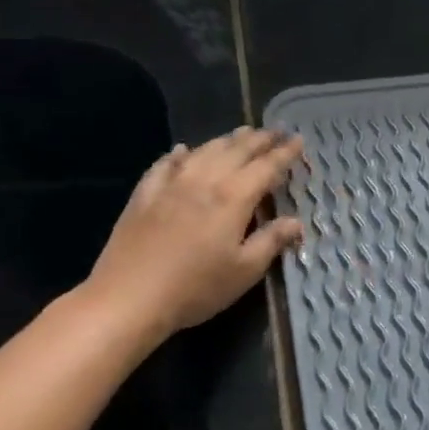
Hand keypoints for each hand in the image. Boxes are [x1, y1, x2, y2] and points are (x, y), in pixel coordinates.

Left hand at [87, 127, 303, 338]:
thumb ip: (271, 241)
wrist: (129, 297)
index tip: (299, 140)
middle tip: (276, 131)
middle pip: (236, 151)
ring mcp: (170, 185)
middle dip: (259, 139)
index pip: (266, 167)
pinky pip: (165, 165)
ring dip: (226, 140)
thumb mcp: (244, 271)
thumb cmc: (196, 288)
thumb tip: (296, 222)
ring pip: (203, 151)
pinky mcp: (144, 196)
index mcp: (233, 198)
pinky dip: (180, 154)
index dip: (285, 153)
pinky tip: (183, 151)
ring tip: (241, 133)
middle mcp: (203, 181)